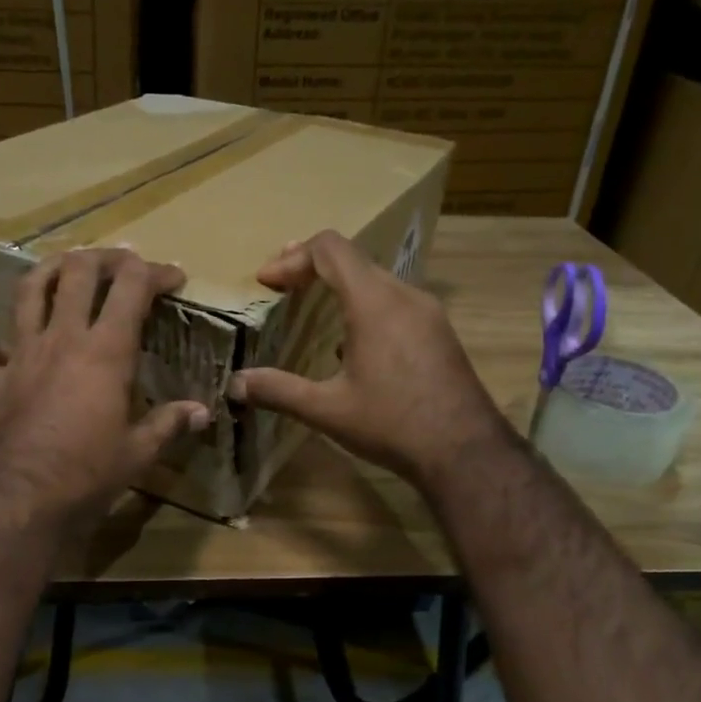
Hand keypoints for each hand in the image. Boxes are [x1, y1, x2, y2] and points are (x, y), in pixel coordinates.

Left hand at [0, 248, 210, 530]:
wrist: (18, 499)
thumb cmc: (87, 474)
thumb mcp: (137, 454)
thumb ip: (168, 425)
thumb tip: (202, 413)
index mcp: (105, 352)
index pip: (132, 287)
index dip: (156, 272)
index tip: (174, 276)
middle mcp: (62, 339)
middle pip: (79, 273)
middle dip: (104, 258)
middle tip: (121, 263)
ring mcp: (21, 355)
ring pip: (29, 291)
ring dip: (49, 271)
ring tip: (64, 267)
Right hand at [227, 230, 504, 492]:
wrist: (465, 451)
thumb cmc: (392, 424)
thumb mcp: (327, 410)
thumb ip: (278, 390)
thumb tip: (235, 384)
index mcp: (373, 303)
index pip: (330, 249)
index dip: (292, 257)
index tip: (267, 282)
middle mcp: (404, 295)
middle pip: (353, 259)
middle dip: (311, 267)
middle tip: (282, 287)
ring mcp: (428, 312)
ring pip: (376, 279)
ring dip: (340, 286)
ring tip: (312, 307)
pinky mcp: (439, 332)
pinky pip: (395, 300)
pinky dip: (364, 304)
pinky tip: (351, 342)